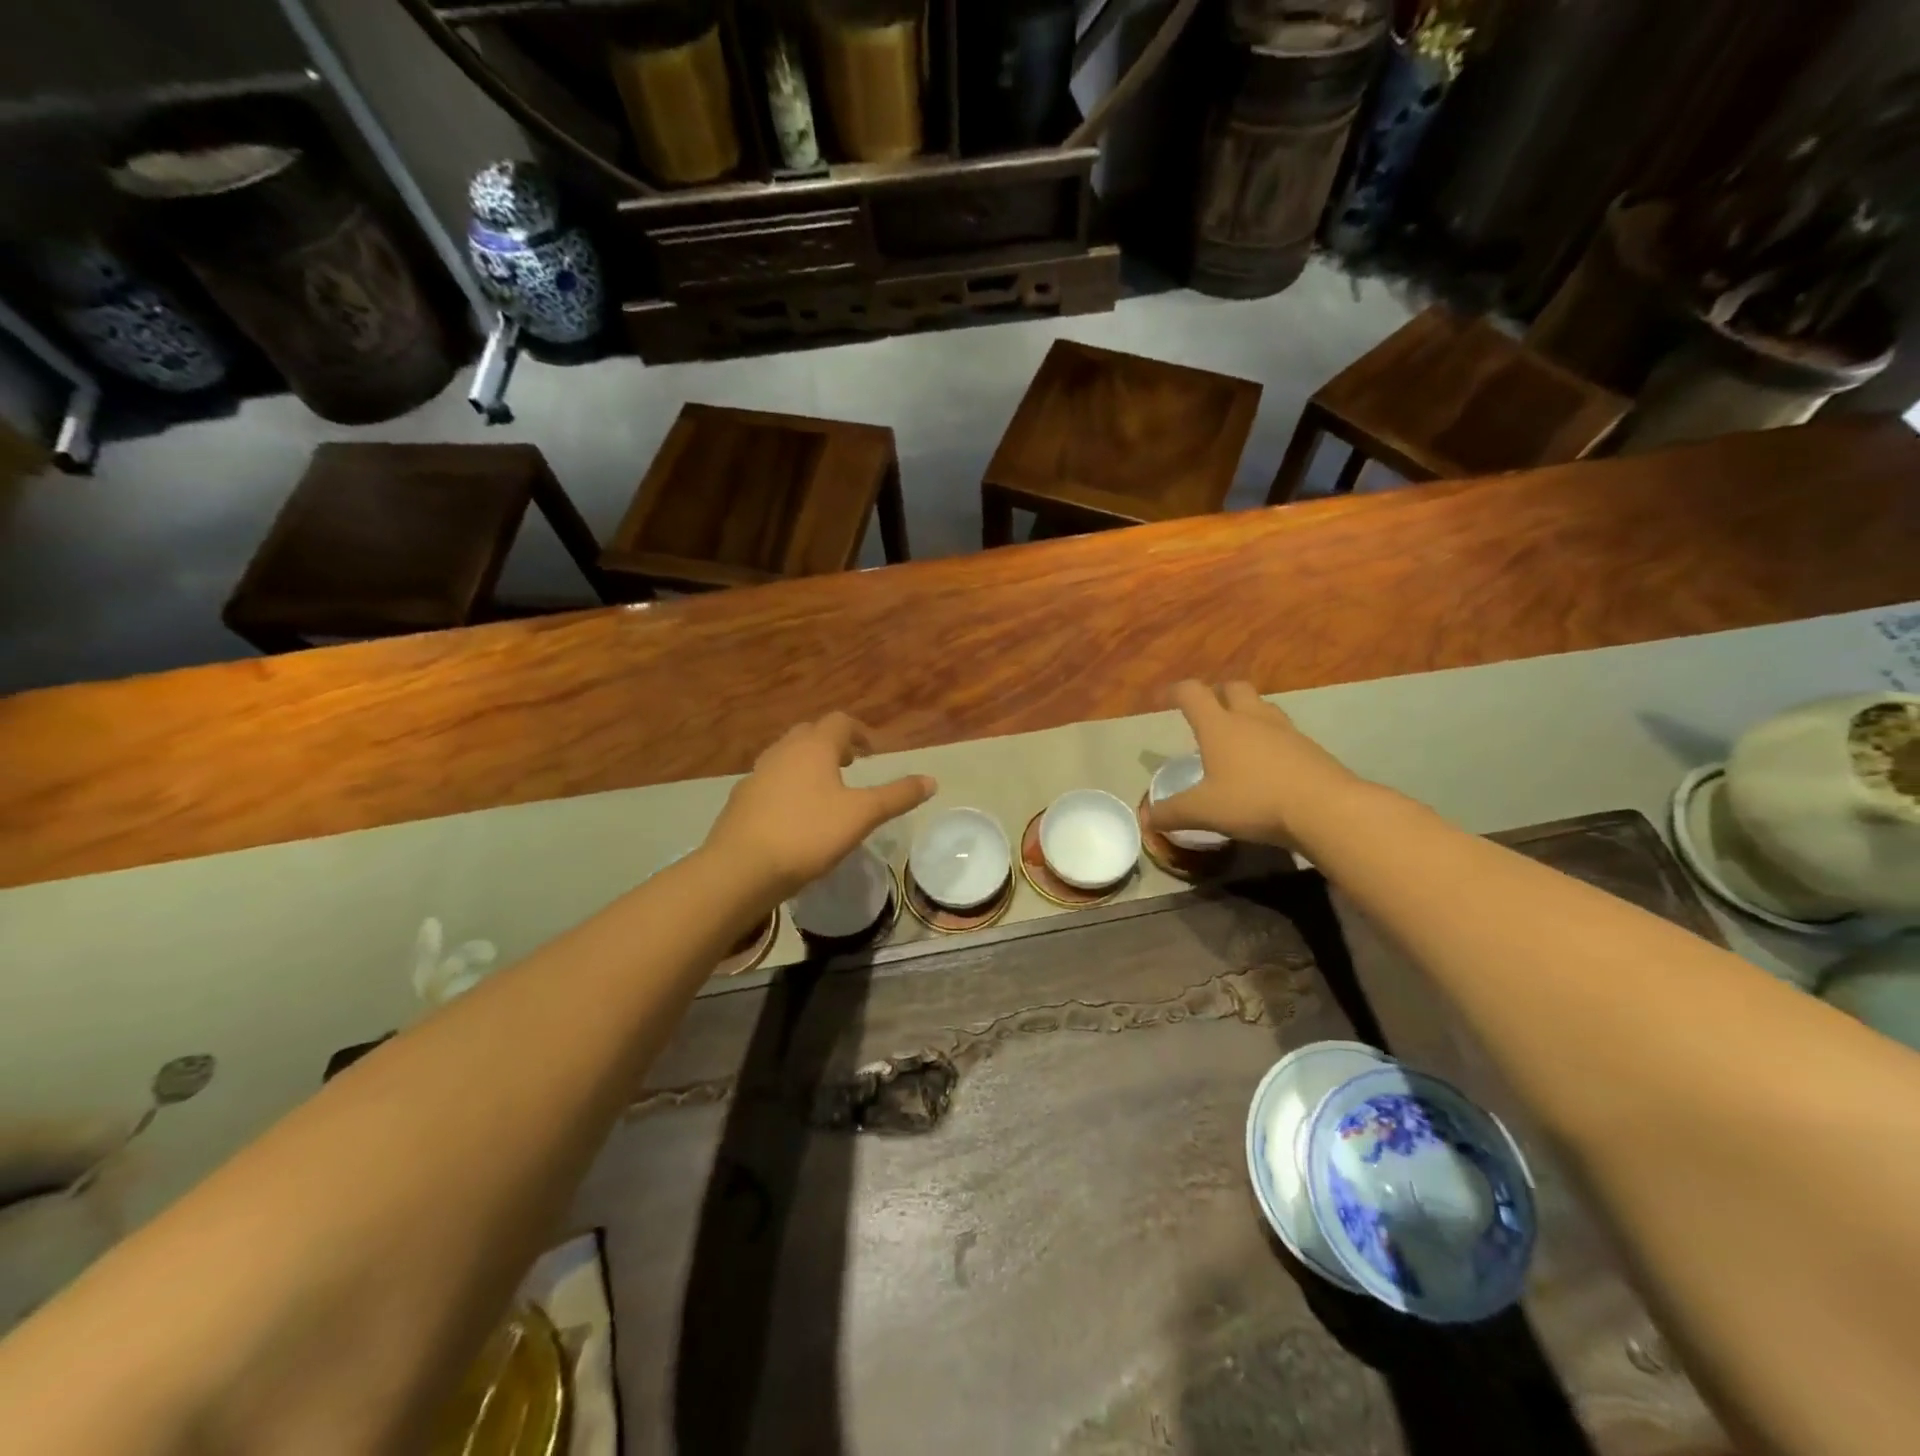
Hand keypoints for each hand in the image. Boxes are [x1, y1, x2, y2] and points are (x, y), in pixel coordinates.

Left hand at [705, 713, 935, 901]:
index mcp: (813, 746)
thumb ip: (897, 796)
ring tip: (826, 790)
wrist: (741, 868)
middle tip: (851, 766)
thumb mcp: (862, 815)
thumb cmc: (808, 834)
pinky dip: (789, 786)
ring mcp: (758, 773)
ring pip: (788, 756)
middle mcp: (783, 751)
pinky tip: (796, 815)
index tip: (873, 753)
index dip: (860, 733)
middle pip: (811, 734)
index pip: (840, 722)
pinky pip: (772, 780)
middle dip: (834, 745)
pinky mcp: (742, 799)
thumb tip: (932, 780)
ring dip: (810, 764)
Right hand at [1146, 681, 1363, 848]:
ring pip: (1262, 707)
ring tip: (1237, 735)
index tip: (1163, 699)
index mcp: (1220, 726)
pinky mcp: (1310, 749)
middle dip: (1217, 694)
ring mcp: (1285, 731)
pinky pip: (1283, 732)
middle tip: (1206, 712)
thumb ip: (1172, 813)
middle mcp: (1252, 719)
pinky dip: (1269, 738)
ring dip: (1246, 712)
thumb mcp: (1204, 812)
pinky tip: (1267, 763)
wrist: (1326, 809)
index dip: (1175, 692)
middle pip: (1233, 688)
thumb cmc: (1254, 801)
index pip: (1193, 694)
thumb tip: (1147, 819)